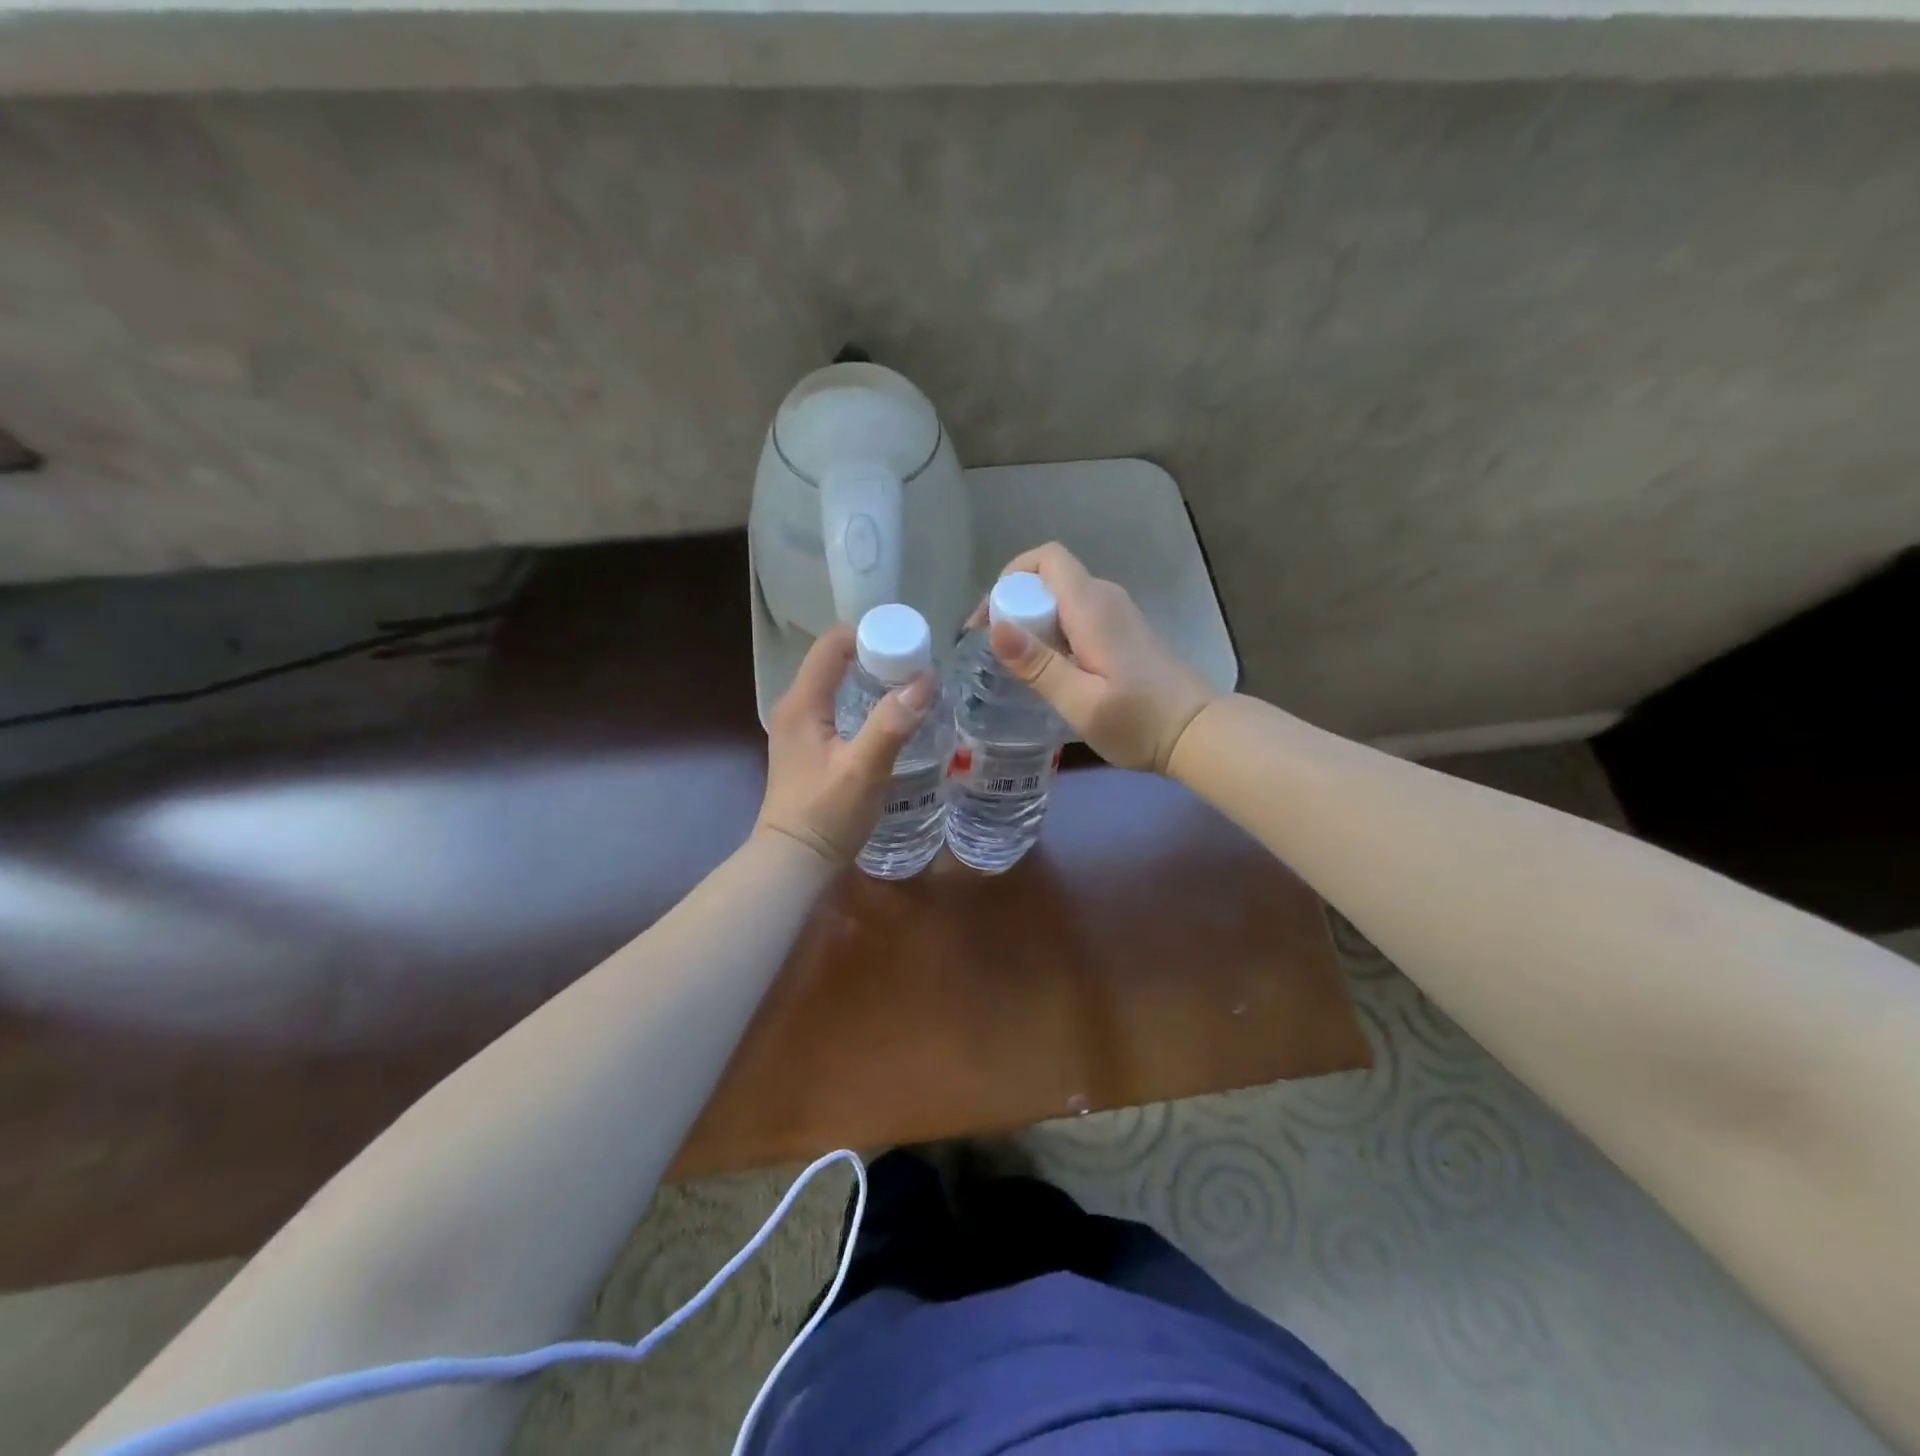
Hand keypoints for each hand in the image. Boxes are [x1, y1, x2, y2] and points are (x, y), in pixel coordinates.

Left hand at [755, 624, 934, 864]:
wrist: (795, 862)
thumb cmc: (825, 816)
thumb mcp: (863, 770)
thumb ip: (891, 725)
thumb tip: (924, 681)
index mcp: (801, 704)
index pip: (831, 645)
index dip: (868, 635)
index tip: (907, 643)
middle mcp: (795, 708)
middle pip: (834, 662)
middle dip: (875, 656)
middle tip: (917, 666)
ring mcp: (799, 729)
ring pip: (836, 686)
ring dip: (871, 680)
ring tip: (910, 687)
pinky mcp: (808, 748)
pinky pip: (837, 708)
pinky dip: (863, 702)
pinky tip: (889, 718)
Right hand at [983, 543, 1218, 775]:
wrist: (1198, 733)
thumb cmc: (1139, 722)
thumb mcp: (1080, 702)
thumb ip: (1038, 665)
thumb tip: (996, 629)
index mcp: (1092, 607)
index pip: (1046, 558)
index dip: (1010, 577)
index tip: (991, 620)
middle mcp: (1106, 599)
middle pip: (1050, 578)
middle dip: (1015, 603)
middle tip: (995, 649)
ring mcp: (1118, 614)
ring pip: (1063, 598)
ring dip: (1034, 620)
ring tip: (1018, 663)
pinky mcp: (1125, 632)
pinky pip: (1078, 615)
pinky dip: (1055, 631)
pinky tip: (1052, 669)